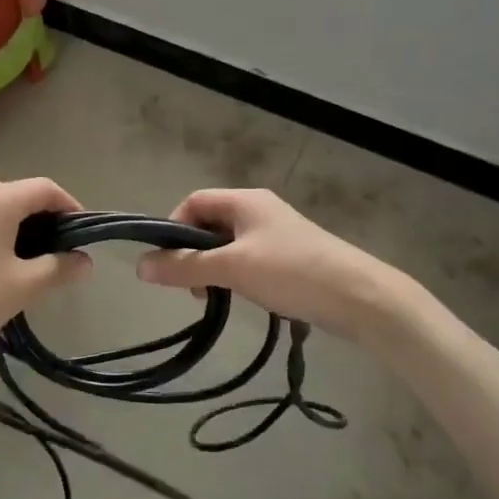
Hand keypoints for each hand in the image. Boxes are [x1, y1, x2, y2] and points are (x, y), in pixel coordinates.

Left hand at [0, 174, 90, 370]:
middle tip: (50, 249)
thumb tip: (84, 260)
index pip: (45, 188)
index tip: (82, 233)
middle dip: (38, 215)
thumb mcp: (22, 288)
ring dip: (8, 222)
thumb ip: (59, 269)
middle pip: (14, 192)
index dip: (70, 206)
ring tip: (17, 259)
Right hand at [136, 189, 405, 339]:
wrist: (359, 296)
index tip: (168, 263)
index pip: (193, 202)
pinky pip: (250, 260)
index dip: (173, 228)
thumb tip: (140, 266)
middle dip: (193, 253)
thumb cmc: (291, 271)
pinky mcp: (290, 257)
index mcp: (245, 200)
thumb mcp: (232, 268)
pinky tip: (242, 298)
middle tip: (192, 287)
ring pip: (229, 245)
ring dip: (214, 268)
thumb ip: (185, 267)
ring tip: (215, 298)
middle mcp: (259, 210)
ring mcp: (277, 234)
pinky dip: (237, 276)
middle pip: (210, 223)